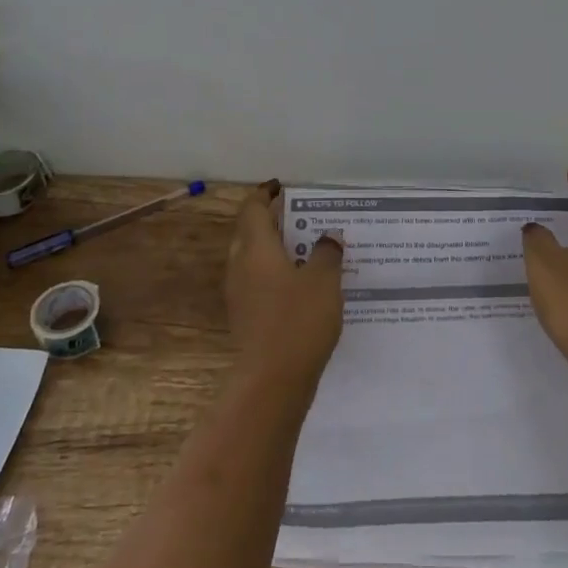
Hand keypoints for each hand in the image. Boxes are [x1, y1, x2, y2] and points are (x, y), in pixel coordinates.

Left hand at [224, 180, 343, 389]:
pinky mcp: (245, 317)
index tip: (280, 186)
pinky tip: (299, 284)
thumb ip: (326, 253)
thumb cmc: (298, 320)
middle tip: (298, 216)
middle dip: (270, 221)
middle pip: (249, 232)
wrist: (272, 380)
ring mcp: (239, 294)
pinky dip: (274, 273)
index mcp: (255, 248)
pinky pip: (257, 282)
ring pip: (252, 259)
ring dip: (273, 249)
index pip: (253, 209)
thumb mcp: (323, 281)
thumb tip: (328, 236)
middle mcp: (240, 266)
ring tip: (304, 249)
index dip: (265, 194)